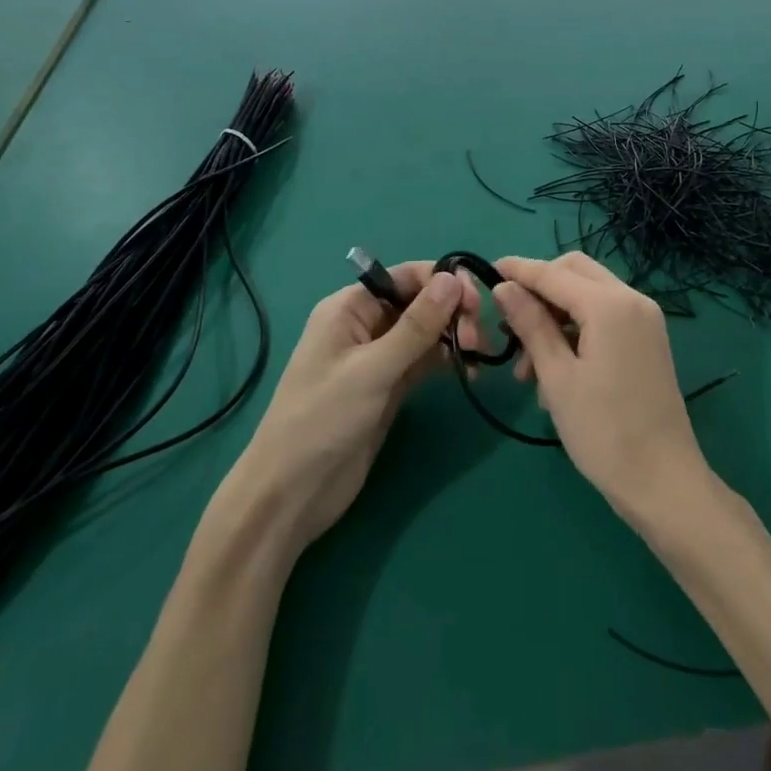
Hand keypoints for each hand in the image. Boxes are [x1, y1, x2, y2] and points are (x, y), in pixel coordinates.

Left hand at [225, 262, 479, 557]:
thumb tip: (452, 278)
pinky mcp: (389, 387)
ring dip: (453, 336)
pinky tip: (469, 370)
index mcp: (349, 308)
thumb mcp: (373, 369)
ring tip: (478, 355)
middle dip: (451, 312)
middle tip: (477, 339)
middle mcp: (364, 325)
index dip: (442, 281)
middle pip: (419, 302)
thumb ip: (416, 325)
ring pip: (425, 332)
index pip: (404, 277)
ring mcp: (378, 358)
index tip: (475, 301)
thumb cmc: (323, 419)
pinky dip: (446, 360)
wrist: (293, 493)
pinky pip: (424, 360)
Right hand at [491, 253, 712, 527]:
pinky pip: (604, 317)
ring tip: (525, 369)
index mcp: (609, 304)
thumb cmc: (603, 431)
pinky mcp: (647, 339)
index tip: (485, 270)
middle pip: (576, 272)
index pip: (553, 273)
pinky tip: (553, 371)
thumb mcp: (557, 377)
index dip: (518, 270)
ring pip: (588, 296)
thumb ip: (530, 325)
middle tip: (508, 321)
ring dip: (554, 316)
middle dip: (539, 289)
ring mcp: (644, 319)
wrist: (663, 481)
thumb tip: (504, 287)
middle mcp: (632, 299)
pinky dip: (576, 330)